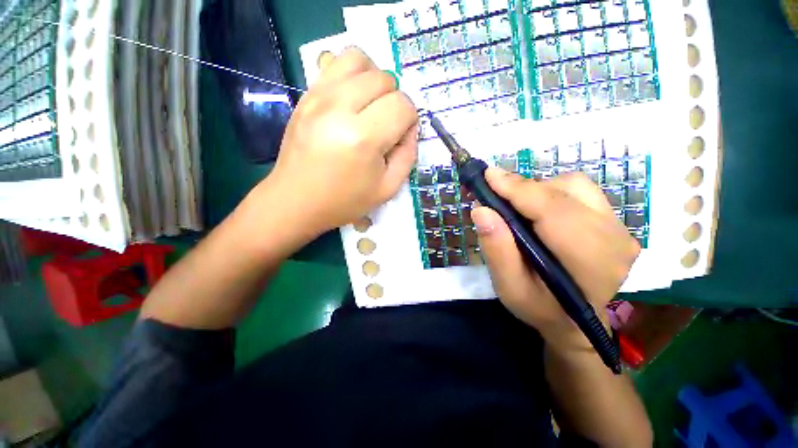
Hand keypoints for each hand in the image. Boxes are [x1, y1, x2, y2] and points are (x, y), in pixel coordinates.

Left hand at [258, 47, 417, 236]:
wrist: (296, 201)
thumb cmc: (344, 201)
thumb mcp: (388, 189)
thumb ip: (408, 156)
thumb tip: (410, 129)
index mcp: (363, 138)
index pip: (403, 106)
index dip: (410, 121)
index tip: (400, 138)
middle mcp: (340, 108)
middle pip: (384, 79)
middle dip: (395, 101)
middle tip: (386, 126)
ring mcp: (318, 96)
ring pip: (359, 59)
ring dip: (374, 80)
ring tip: (371, 106)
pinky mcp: (305, 95)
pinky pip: (334, 63)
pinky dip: (352, 74)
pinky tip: (352, 100)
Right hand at [471, 168, 639, 352]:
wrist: (576, 322)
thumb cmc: (540, 308)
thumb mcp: (509, 288)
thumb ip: (496, 250)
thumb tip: (481, 210)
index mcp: (590, 262)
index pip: (554, 211)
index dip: (518, 189)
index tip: (488, 176)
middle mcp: (614, 238)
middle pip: (565, 191)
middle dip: (523, 188)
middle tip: (493, 193)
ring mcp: (620, 227)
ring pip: (574, 186)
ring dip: (538, 190)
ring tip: (515, 206)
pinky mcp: (615, 221)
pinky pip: (580, 191)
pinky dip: (552, 192)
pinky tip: (537, 210)